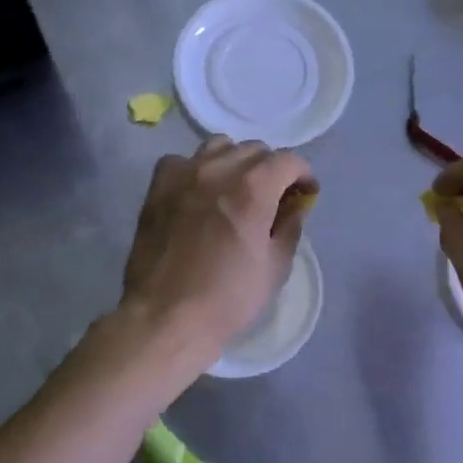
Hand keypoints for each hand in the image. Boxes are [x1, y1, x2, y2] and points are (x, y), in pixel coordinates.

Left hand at [121, 136, 315, 357]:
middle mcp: (218, 169)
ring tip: (235, 189)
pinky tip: (198, 193)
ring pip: (219, 147)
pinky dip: (197, 170)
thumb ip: (289, 227)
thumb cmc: (227, 298)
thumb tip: (294, 207)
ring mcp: (184, 174)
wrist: (165, 316)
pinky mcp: (158, 187)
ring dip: (235, 162)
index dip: (303, 175)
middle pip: (255, 150)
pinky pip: (182, 161)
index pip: (288, 160)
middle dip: (271, 169)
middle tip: (273, 197)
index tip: (305, 194)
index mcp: (253, 188)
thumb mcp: (275, 267)